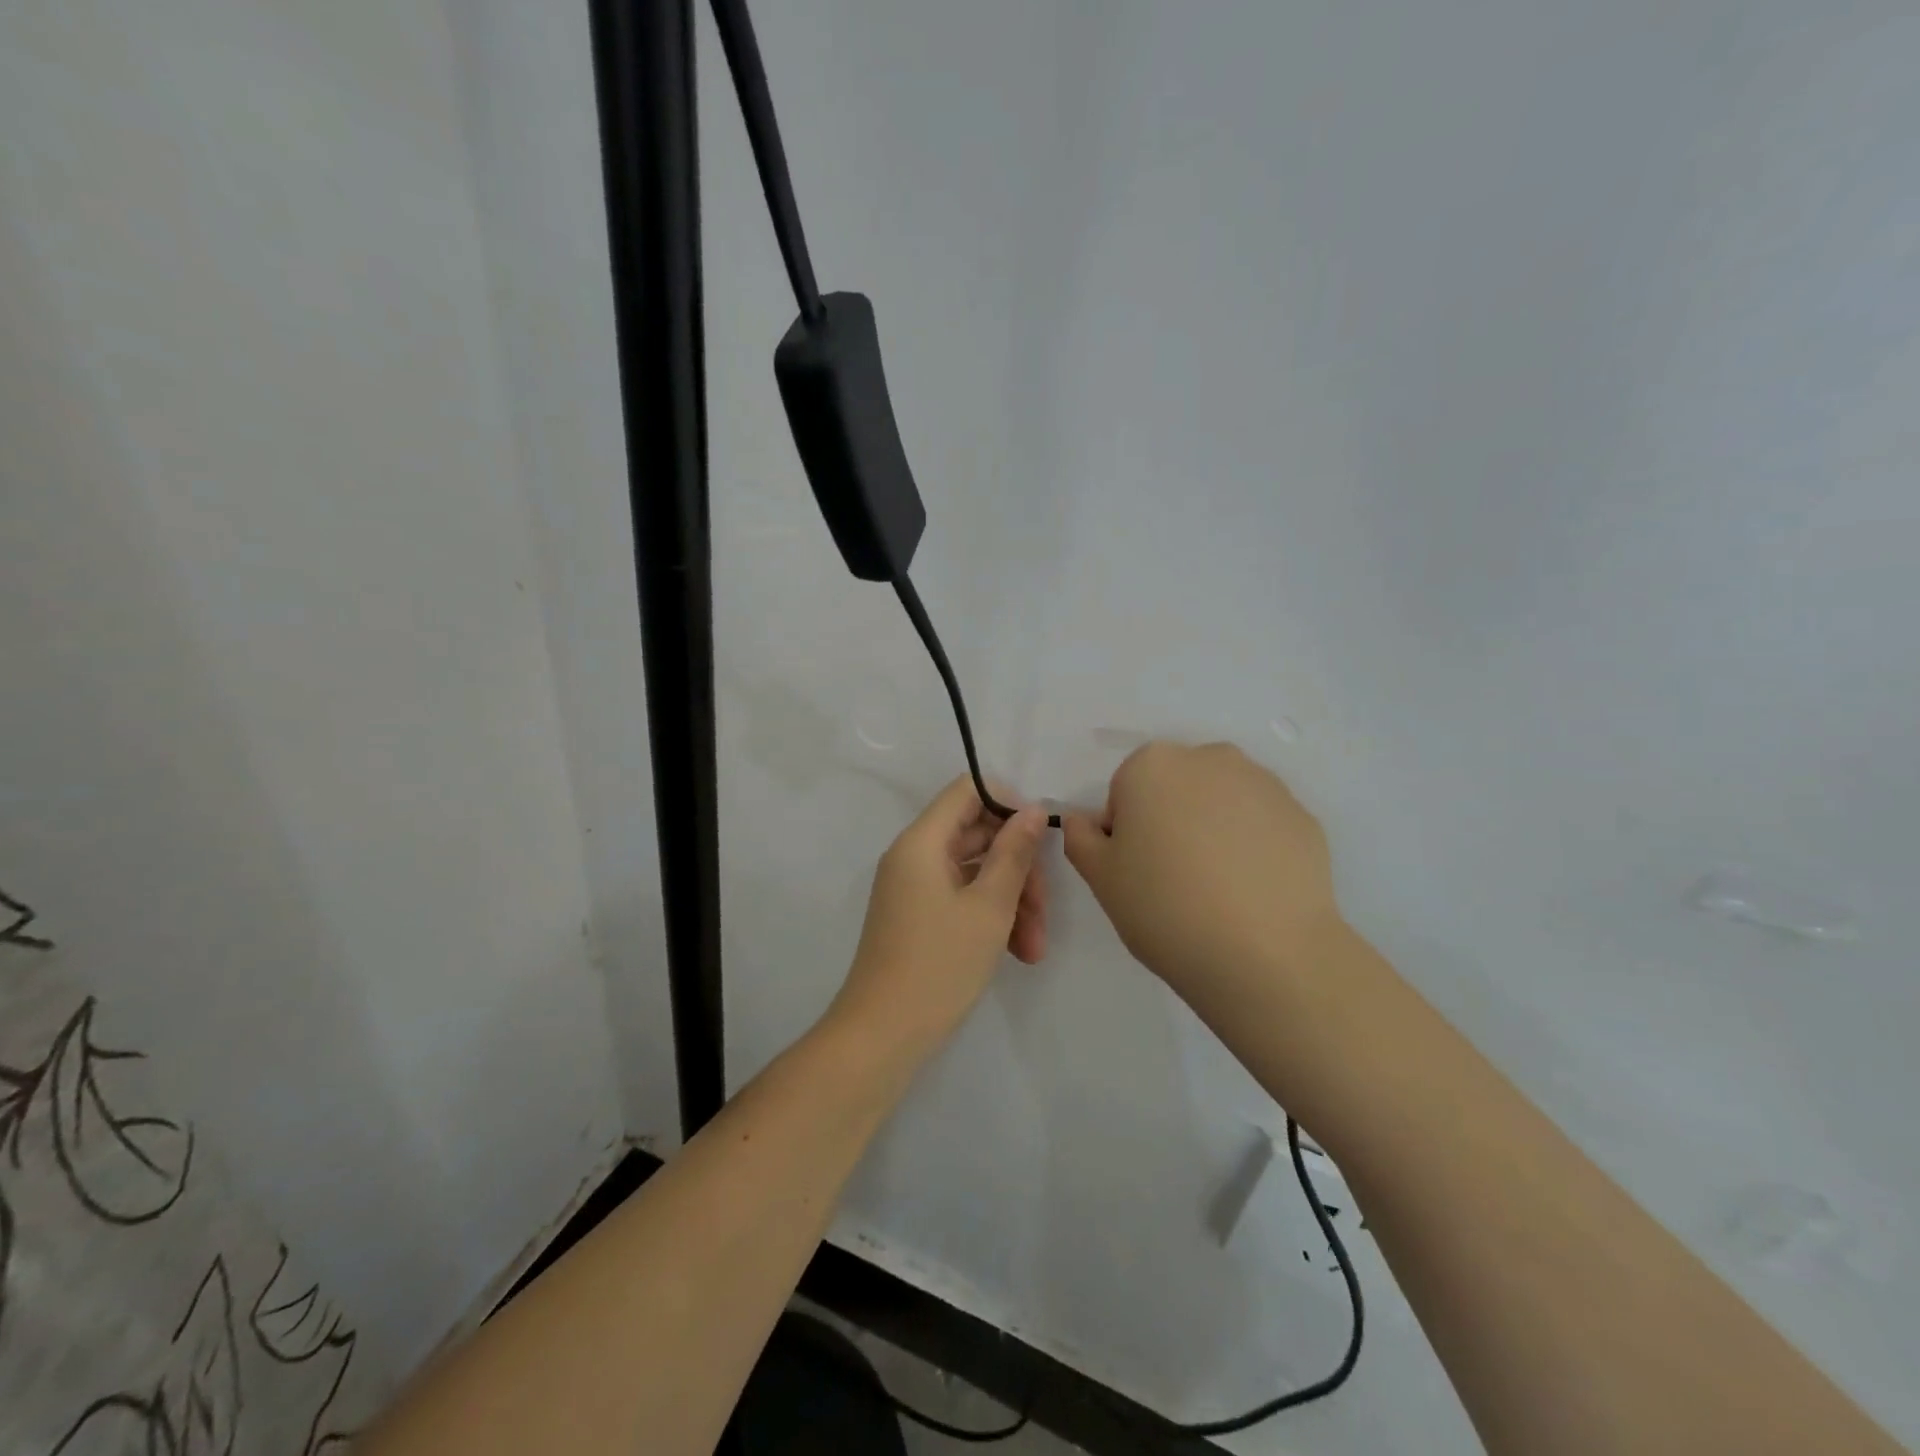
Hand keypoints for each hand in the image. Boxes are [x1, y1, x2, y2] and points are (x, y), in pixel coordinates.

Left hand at [831, 777, 1049, 1049]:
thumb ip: (1014, 854)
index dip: (1008, 804)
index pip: (967, 791)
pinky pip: (960, 898)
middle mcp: (913, 856)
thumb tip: (1033, 810)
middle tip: (1045, 910)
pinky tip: (1018, 952)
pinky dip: (990, 917)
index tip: (1040, 837)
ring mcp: (914, 888)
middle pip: (976, 835)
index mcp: (922, 841)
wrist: (882, 1036)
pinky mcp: (917, 916)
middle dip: (1018, 869)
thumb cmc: (939, 965)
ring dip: (1011, 901)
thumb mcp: (989, 907)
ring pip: (974, 872)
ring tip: (1035, 948)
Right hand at [1062, 742, 1342, 1003]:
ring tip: (1217, 888)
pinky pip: (1261, 825)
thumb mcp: (1100, 878)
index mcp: (1152, 765)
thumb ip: (1080, 838)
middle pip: (1175, 787)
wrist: (1266, 954)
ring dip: (1212, 829)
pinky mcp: (1302, 816)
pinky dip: (1252, 847)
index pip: (1124, 792)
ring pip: (1221, 802)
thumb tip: (1081, 820)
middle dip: (1170, 820)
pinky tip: (1252, 892)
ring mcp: (1263, 784)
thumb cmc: (1164, 907)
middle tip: (1173, 879)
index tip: (1136, 872)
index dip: (1125, 832)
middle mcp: (1209, 758)